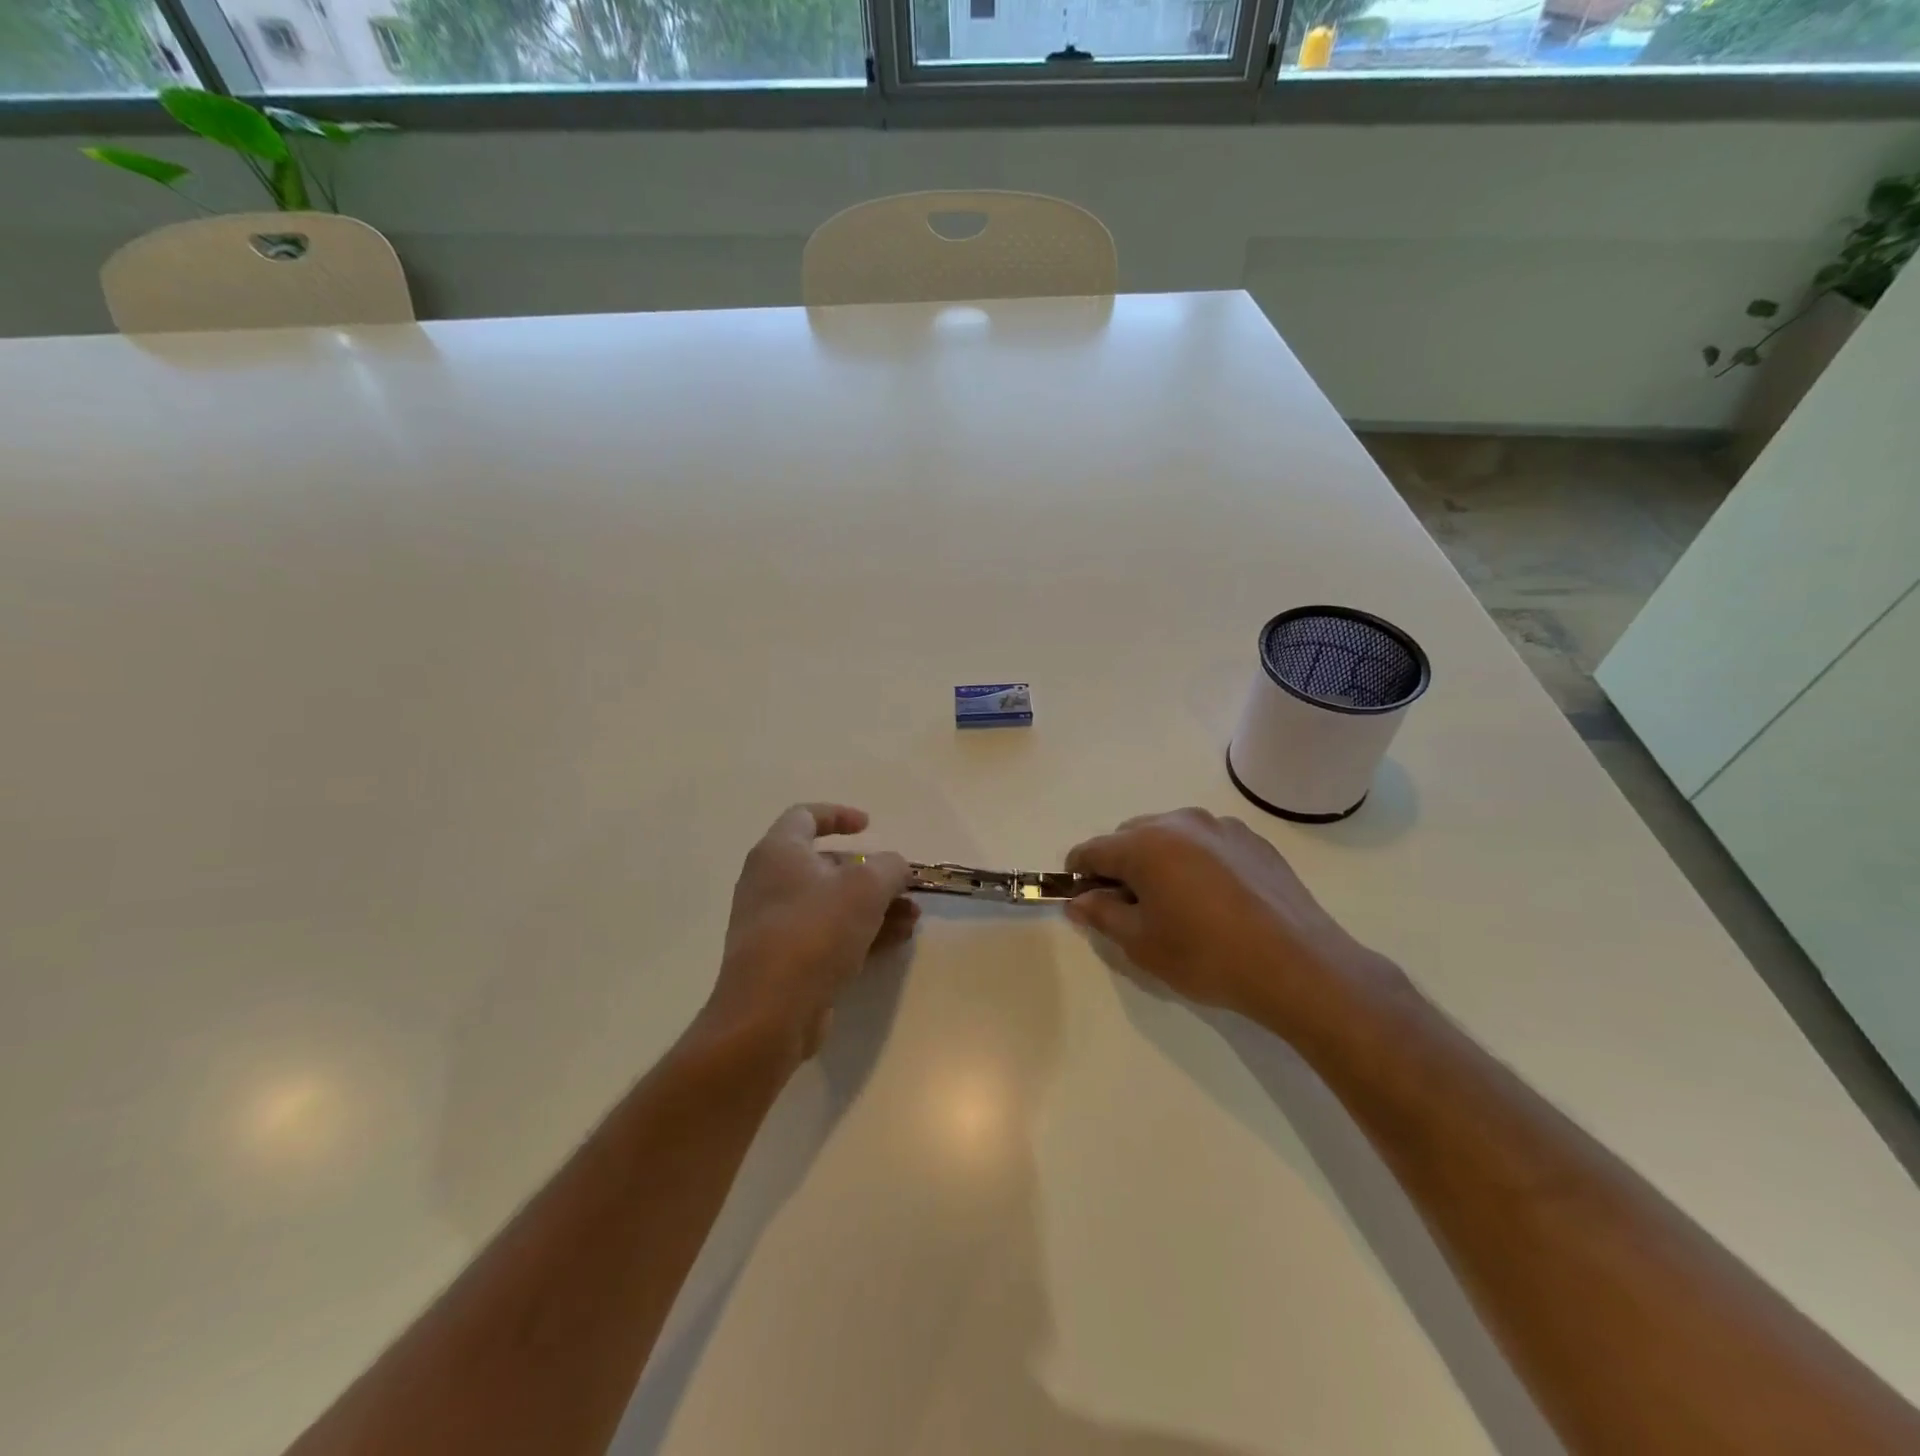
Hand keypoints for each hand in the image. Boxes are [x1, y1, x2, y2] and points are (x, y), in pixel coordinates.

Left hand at [698, 804, 915, 1070]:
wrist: (769, 1013)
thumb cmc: (814, 931)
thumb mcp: (865, 888)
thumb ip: (889, 867)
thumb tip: (896, 867)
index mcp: (778, 853)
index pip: (805, 816)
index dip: (839, 815)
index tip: (870, 826)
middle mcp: (769, 883)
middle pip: (825, 865)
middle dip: (871, 873)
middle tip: (903, 885)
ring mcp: (775, 925)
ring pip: (832, 904)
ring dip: (874, 907)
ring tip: (912, 917)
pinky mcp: (784, 962)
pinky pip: (828, 936)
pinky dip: (861, 933)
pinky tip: (897, 941)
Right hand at [1065, 808, 1385, 1033]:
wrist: (1297, 965)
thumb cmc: (1206, 956)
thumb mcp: (1142, 943)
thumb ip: (1102, 915)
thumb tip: (1078, 900)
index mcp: (1145, 844)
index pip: (1092, 849)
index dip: (1078, 873)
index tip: (1082, 898)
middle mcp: (1180, 822)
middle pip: (1130, 836)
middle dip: (1120, 865)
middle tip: (1131, 907)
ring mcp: (1220, 827)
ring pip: (1170, 835)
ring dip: (1159, 859)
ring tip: (1176, 902)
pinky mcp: (1253, 840)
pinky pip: (1206, 842)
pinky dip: (1195, 861)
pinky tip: (1214, 899)